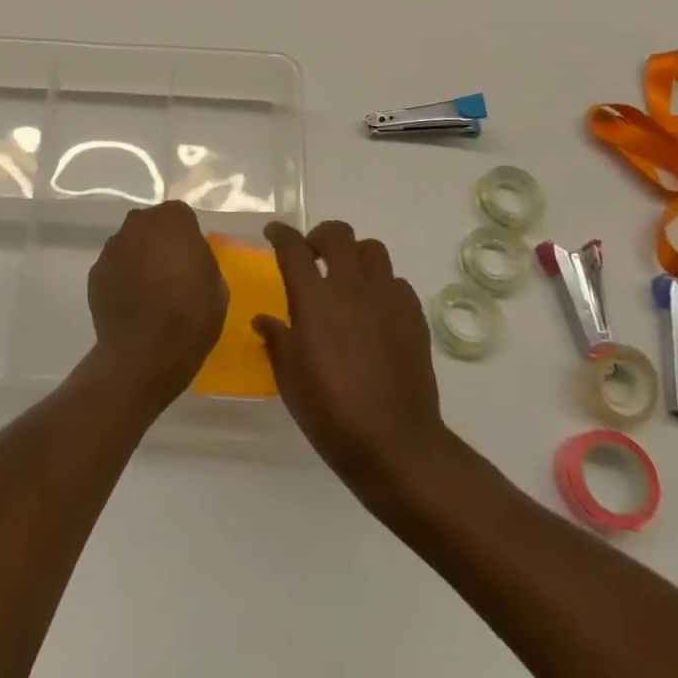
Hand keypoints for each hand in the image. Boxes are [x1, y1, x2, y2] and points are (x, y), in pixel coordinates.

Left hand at [87, 201, 227, 407]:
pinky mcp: (95, 272)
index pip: (181, 216)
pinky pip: (114, 268)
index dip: (186, 238)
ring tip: (148, 293)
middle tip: (170, 273)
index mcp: (172, 219)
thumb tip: (189, 261)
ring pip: (130, 245)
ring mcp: (112, 247)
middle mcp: (138, 224)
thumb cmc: (191, 316)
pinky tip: (130, 304)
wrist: (145, 354)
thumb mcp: (217, 286)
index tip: (191, 260)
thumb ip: (201, 260)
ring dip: (138, 260)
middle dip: (159, 242)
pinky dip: (121, 279)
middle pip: (151, 226)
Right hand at [254, 221, 448, 500]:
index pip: (293, 248)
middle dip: (320, 236)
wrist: (395, 444)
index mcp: (314, 299)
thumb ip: (277, 340)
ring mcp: (386, 298)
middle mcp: (351, 287)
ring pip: (372, 249)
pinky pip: (396, 282)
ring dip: (355, 255)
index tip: (274, 233)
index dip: (281, 234)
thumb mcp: (290, 379)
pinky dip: (382, 286)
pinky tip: (375, 310)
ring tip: (347, 278)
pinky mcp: (413, 315)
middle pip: (337, 234)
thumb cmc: (331, 413)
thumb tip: (264, 320)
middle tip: (312, 255)